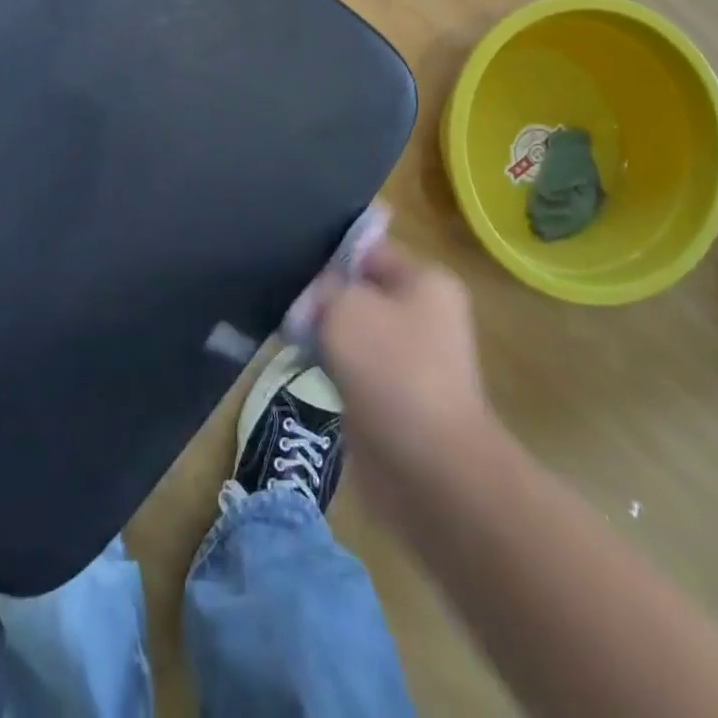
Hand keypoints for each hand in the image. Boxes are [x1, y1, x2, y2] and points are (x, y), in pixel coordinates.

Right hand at [310, 241, 498, 509]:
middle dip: (325, 298)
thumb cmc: (391, 369)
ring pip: (356, 332)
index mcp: (426, 282)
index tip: (295, 267)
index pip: (369, 250)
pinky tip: (308, 369)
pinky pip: (357, 369)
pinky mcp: (398, 398)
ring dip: (326, 336)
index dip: (331, 256)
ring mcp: (414, 359)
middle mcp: (426, 314)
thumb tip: (320, 295)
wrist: (429, 466)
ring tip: (292, 336)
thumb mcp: (346, 307)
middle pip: (362, 291)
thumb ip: (326, 288)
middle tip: (289, 305)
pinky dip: (333, 369)